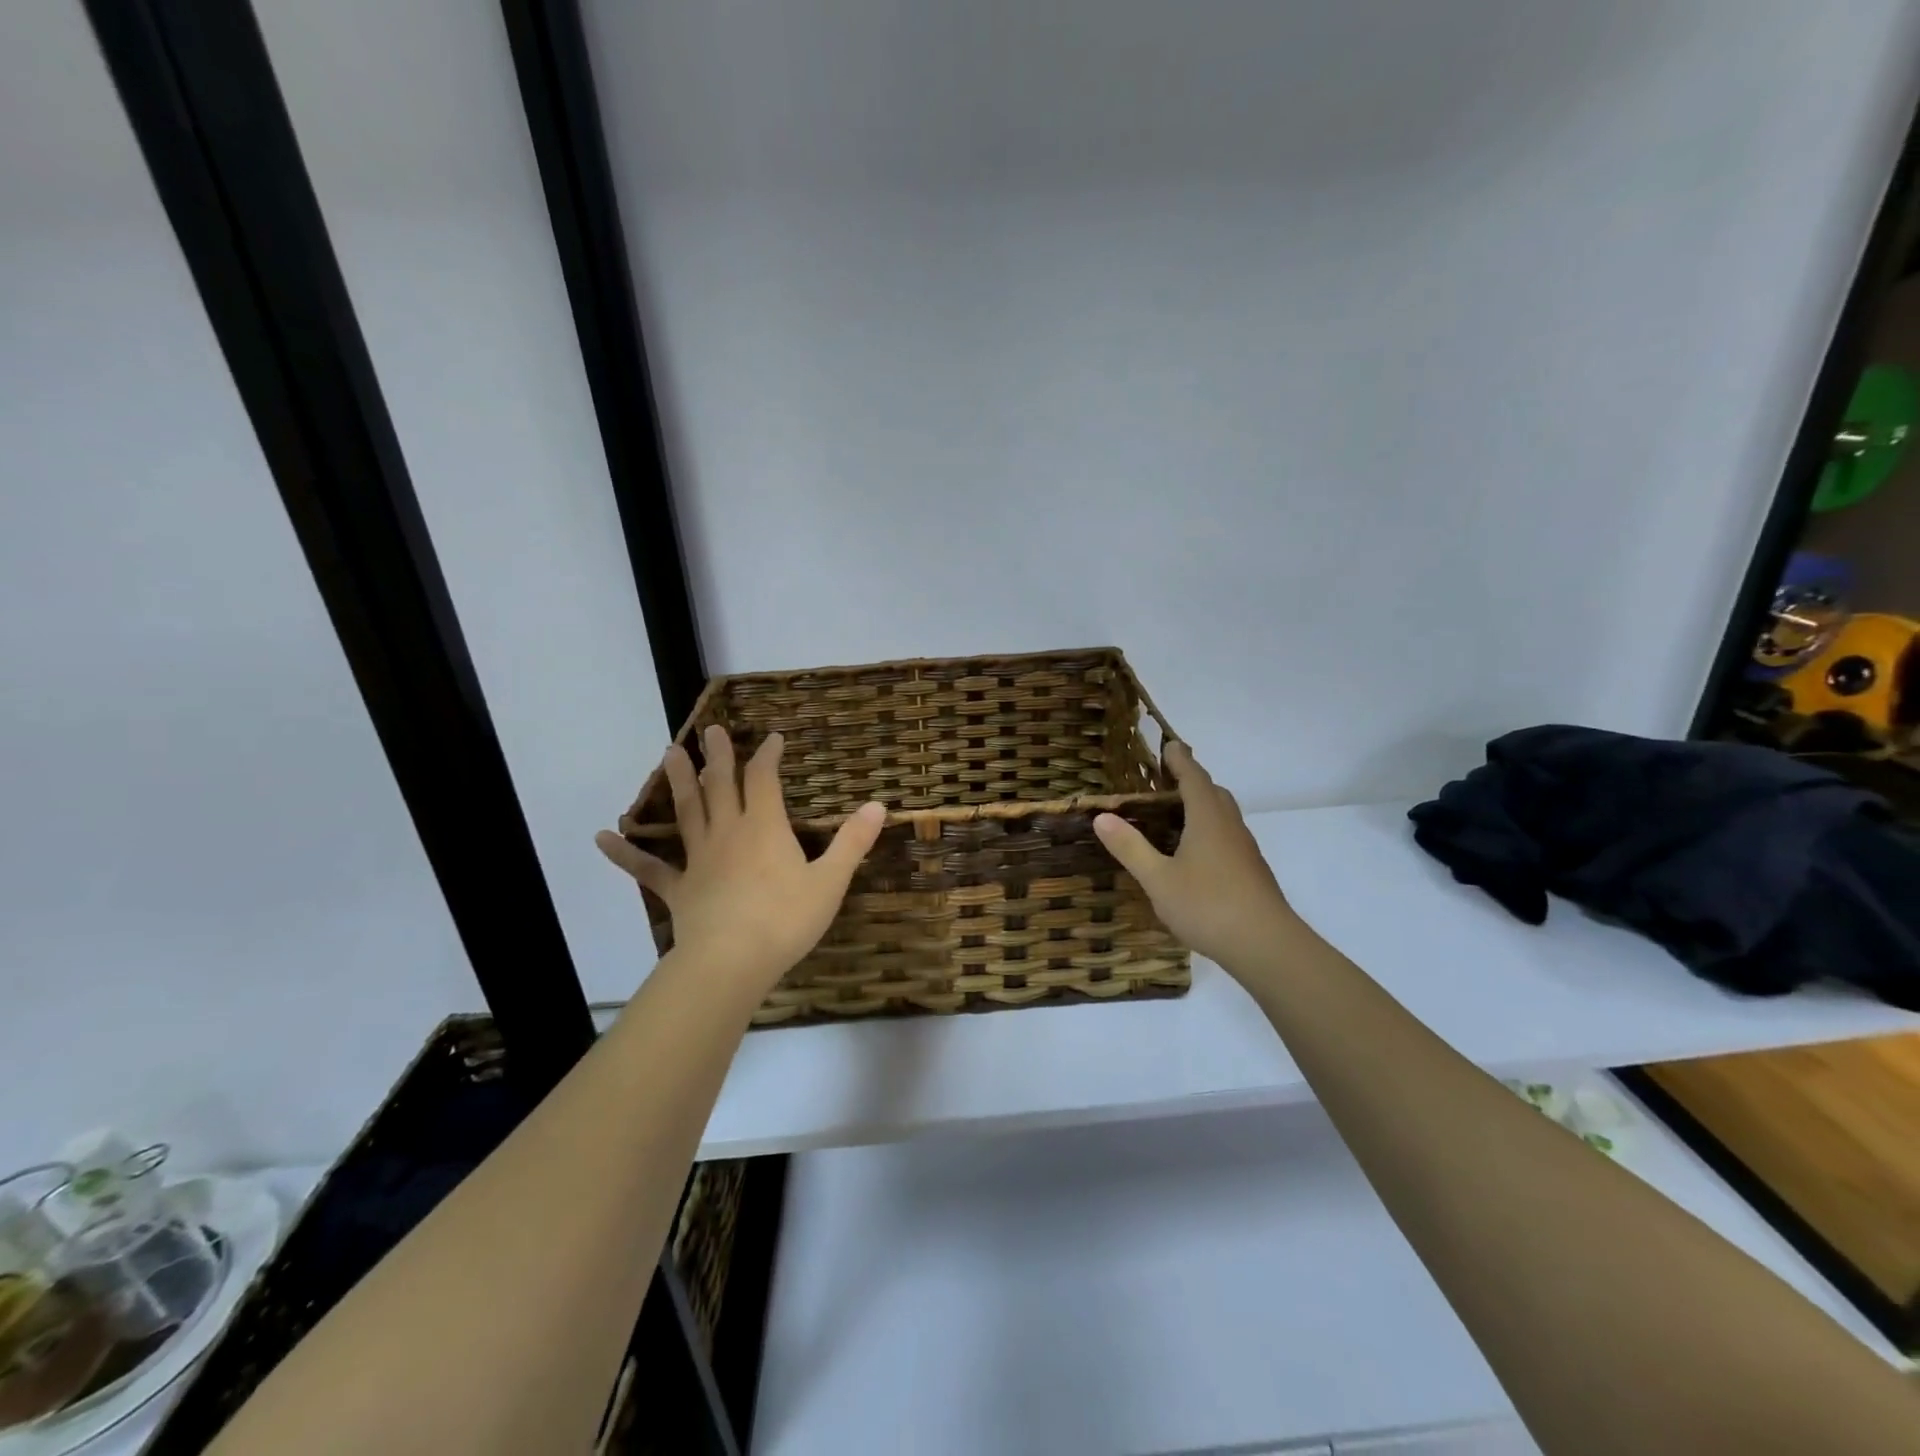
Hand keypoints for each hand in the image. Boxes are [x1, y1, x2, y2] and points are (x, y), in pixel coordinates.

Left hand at [596, 727, 885, 996]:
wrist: (731, 963)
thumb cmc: (786, 920)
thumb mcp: (830, 881)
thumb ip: (852, 842)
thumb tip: (879, 805)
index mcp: (765, 828)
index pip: (764, 779)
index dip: (767, 756)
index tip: (772, 738)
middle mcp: (728, 834)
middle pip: (721, 786)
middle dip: (719, 757)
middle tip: (710, 729)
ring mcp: (699, 860)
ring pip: (687, 812)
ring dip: (679, 782)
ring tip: (669, 752)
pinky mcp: (679, 889)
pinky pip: (648, 868)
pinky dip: (624, 853)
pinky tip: (600, 837)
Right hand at [1093, 742, 1299, 976]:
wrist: (1266, 945)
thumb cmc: (1208, 905)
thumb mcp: (1158, 879)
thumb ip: (1130, 847)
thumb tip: (1101, 816)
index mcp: (1208, 819)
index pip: (1194, 778)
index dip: (1180, 760)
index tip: (1169, 745)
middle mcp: (1230, 827)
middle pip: (1213, 792)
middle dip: (1192, 780)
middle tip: (1167, 779)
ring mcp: (1245, 850)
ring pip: (1224, 815)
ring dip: (1203, 805)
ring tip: (1177, 814)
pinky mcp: (1251, 871)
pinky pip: (1228, 836)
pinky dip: (1210, 830)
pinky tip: (1195, 854)